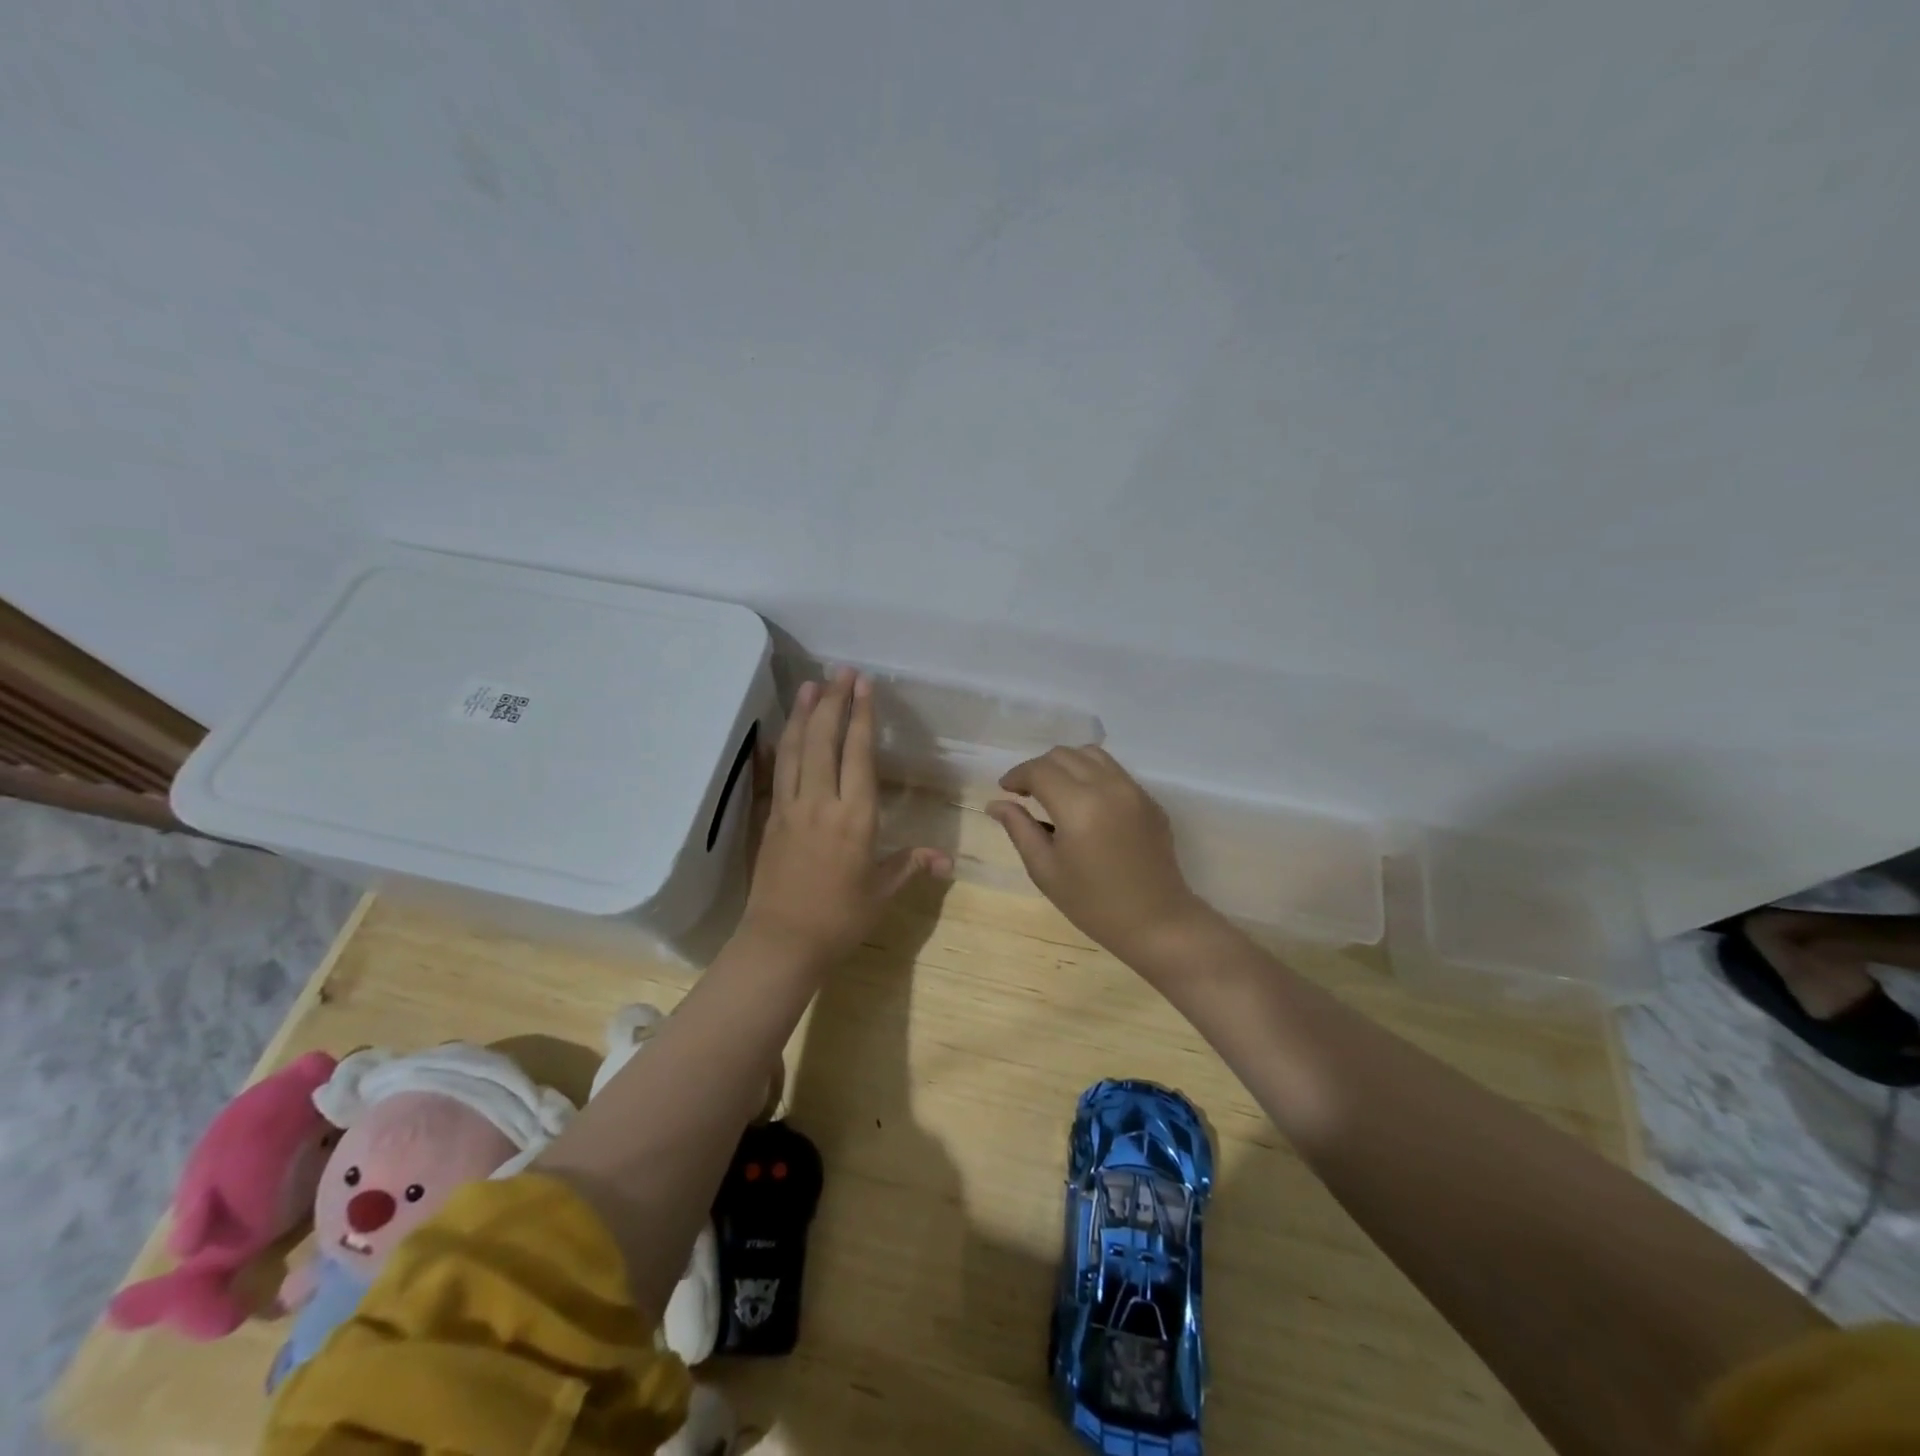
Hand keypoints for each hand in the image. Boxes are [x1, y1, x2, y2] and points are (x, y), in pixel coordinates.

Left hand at [740, 668, 950, 966]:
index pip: (859, 754)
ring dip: (802, 714)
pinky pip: (775, 773)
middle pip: (824, 740)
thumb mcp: (882, 892)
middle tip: (839, 671)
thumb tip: (947, 860)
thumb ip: (912, 865)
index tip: (863, 685)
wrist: (782, 943)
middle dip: (832, 702)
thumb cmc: (840, 919)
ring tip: (810, 685)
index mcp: (855, 817)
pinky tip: (779, 729)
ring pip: (795, 750)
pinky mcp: (770, 819)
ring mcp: (790, 808)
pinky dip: (779, 745)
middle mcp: (821, 803)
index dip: (861, 716)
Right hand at [987, 746, 1211, 958]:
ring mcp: (1133, 790)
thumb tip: (996, 803)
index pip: (1039, 770)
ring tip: (1056, 791)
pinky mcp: (1149, 799)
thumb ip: (1019, 829)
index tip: (1006, 790)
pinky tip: (1086, 804)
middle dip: (1039, 768)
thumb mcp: (1045, 870)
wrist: (1156, 922)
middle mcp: (1107, 787)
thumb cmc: (1093, 903)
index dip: (1017, 775)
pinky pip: (1115, 772)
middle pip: (1064, 755)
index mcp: (1078, 806)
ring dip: (1066, 765)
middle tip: (1027, 793)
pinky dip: (1092, 775)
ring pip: (1092, 754)